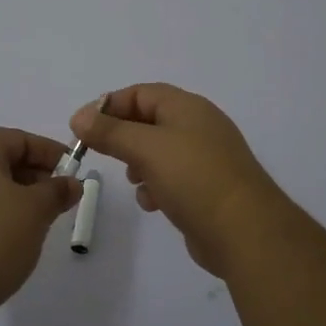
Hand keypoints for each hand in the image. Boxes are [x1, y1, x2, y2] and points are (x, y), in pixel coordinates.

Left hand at [0, 128, 82, 317]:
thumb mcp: (36, 211)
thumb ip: (57, 191)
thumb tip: (71, 183)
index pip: (17, 139)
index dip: (47, 152)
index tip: (71, 172)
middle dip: (30, 175)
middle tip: (55, 198)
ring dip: (9, 196)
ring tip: (33, 221)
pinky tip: (4, 238)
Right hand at [70, 84, 290, 276]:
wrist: (245, 232)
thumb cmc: (193, 178)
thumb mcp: (146, 148)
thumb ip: (110, 131)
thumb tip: (80, 116)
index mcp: (187, 107)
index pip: (141, 93)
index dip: (109, 105)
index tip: (82, 126)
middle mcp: (198, 126)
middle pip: (149, 121)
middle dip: (122, 136)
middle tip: (98, 152)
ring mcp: (205, 158)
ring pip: (159, 151)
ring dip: (138, 162)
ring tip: (132, 179)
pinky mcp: (207, 188)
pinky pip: (173, 177)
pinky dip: (156, 185)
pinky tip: (151, 203)